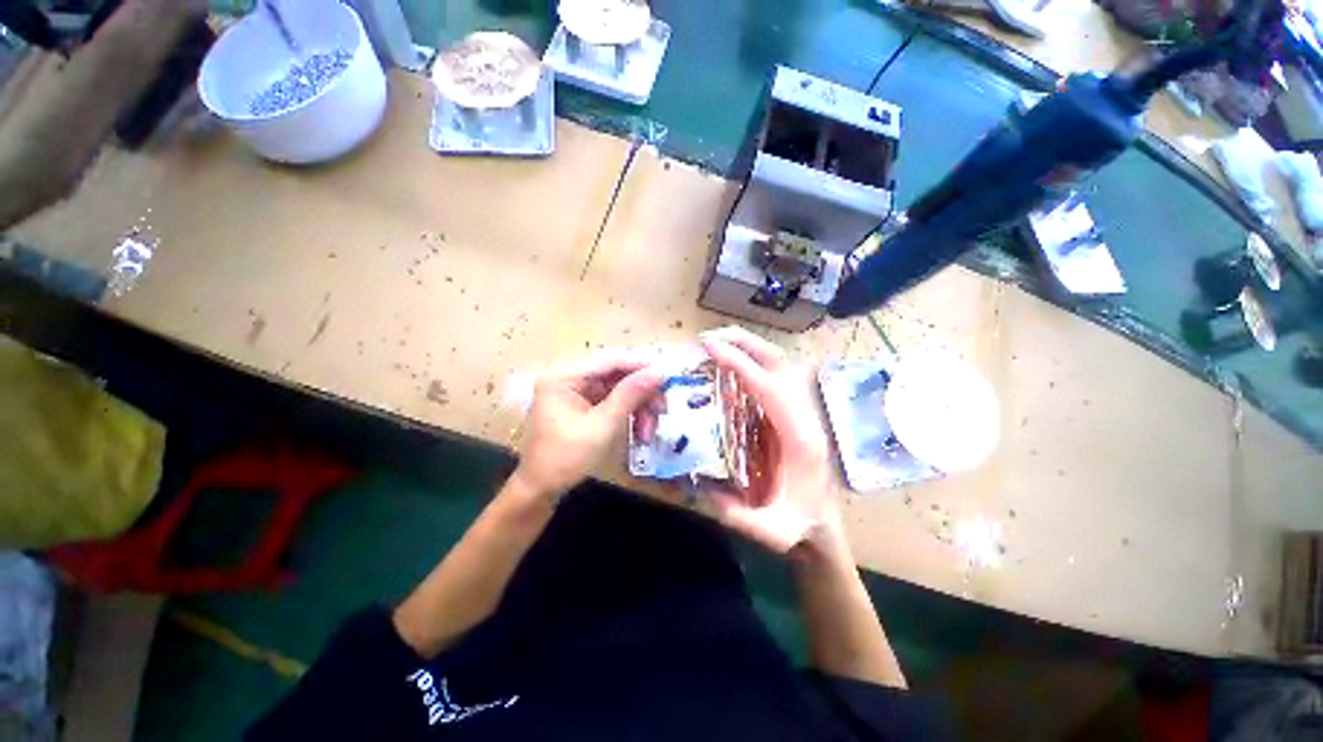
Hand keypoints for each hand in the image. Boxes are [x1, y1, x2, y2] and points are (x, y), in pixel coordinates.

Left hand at [514, 352, 662, 500]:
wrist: (540, 490)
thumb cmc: (566, 458)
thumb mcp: (602, 426)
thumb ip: (630, 395)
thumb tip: (658, 372)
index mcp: (564, 377)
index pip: (610, 362)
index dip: (640, 368)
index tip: (666, 379)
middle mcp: (569, 378)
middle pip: (616, 376)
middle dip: (641, 395)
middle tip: (661, 412)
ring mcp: (575, 392)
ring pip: (618, 390)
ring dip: (638, 409)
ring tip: (647, 433)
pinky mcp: (582, 406)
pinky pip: (612, 402)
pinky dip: (628, 415)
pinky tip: (639, 432)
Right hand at [699, 327, 842, 554]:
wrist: (821, 526)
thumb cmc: (799, 525)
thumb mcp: (773, 532)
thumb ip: (742, 519)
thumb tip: (706, 490)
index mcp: (800, 436)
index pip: (768, 386)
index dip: (739, 363)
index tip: (709, 348)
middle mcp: (803, 415)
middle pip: (778, 362)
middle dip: (744, 343)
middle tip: (709, 337)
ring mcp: (798, 411)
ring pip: (777, 365)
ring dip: (747, 348)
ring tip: (716, 343)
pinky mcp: (789, 412)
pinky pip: (770, 377)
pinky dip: (749, 363)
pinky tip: (728, 365)